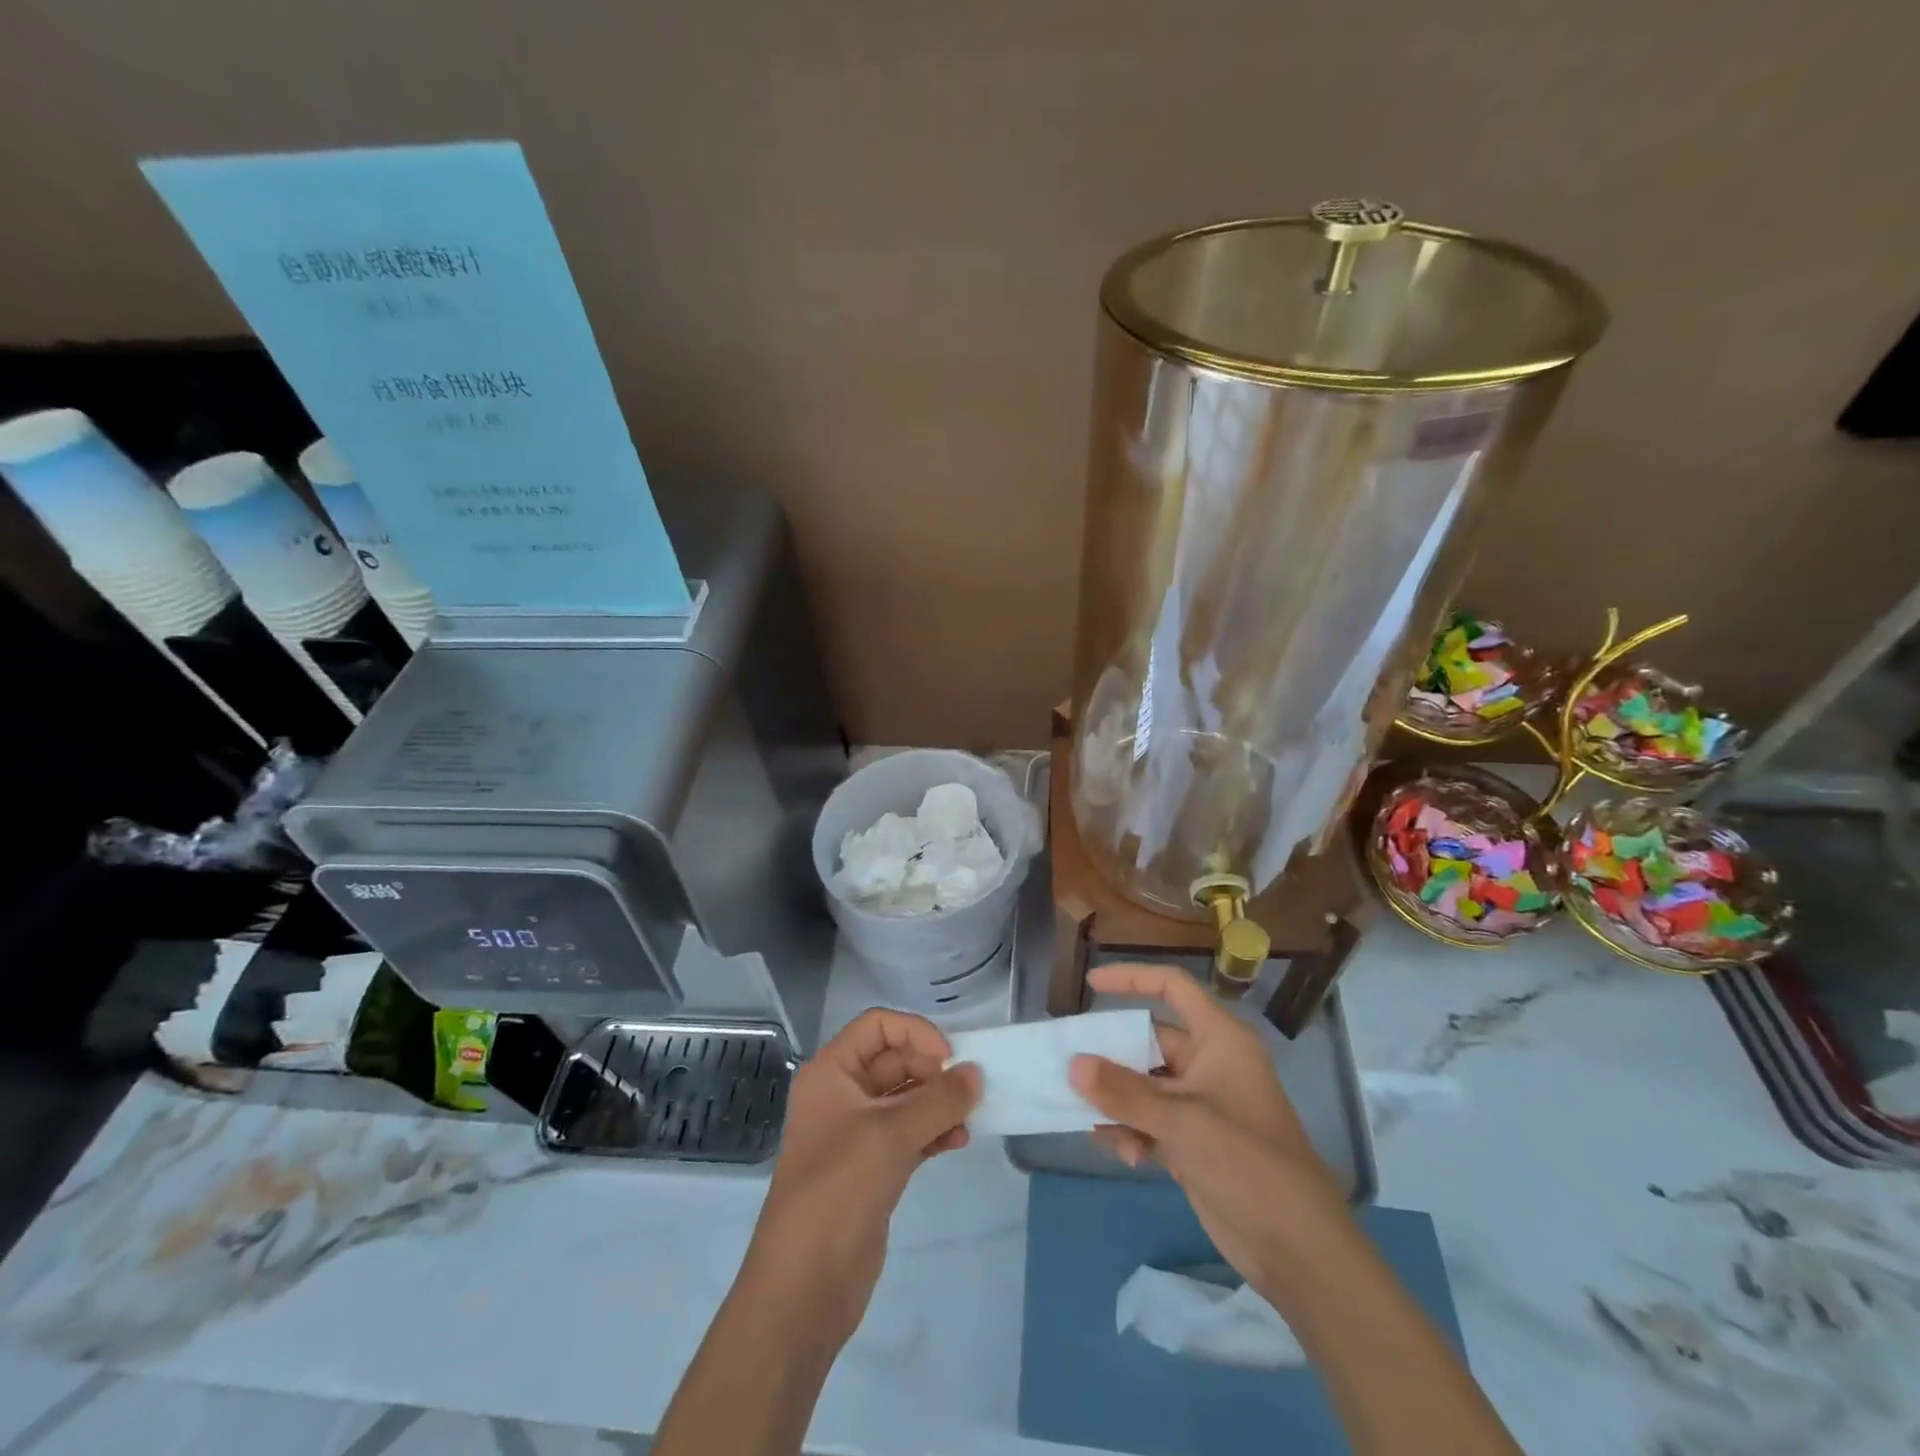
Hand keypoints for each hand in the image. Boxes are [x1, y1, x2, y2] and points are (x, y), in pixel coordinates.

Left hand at [744, 1009, 980, 1348]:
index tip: (948, 1059)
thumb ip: (939, 1100)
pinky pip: (909, 1133)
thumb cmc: (839, 1188)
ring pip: (905, 1098)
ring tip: (970, 1117)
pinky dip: (934, 1131)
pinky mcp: (873, 1167)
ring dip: (938, 1102)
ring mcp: (857, 1133)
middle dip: (932, 1070)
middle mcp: (842, 1094)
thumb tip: (975, 1073)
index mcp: (831, 1072)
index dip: (914, 1032)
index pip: (877, 1026)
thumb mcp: (891, 1135)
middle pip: (894, 1060)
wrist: (805, 1284)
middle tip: (966, 1091)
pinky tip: (959, 1141)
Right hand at [1069, 962, 1350, 1293]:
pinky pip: (1149, 1121)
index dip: (1132, 978)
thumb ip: (1125, 1092)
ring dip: (1117, 1100)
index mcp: (1219, 1039)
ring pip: (1143, 1084)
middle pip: (1149, 1039)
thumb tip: (1073, 1063)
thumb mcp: (1183, 1122)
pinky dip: (1130, 1130)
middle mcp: (1209, 1063)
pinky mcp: (1193, 1142)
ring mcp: (1200, 1104)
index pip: (1172, 988)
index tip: (1091, 984)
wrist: (1298, 1249)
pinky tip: (1123, 1153)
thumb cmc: (1248, 1163)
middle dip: (1111, 1054)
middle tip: (1070, 1065)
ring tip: (1091, 1119)